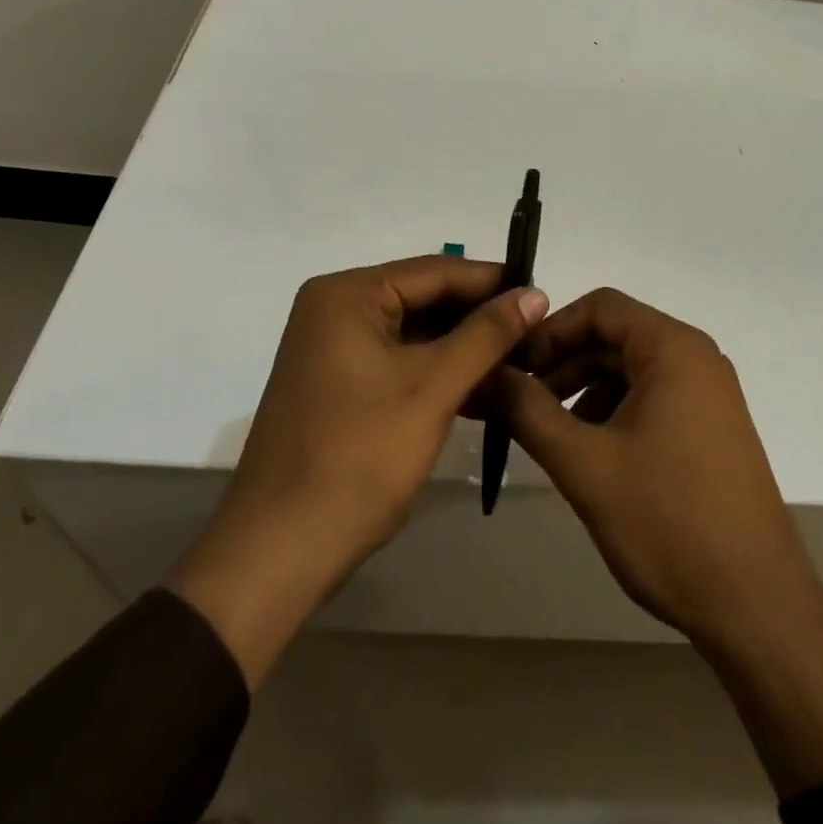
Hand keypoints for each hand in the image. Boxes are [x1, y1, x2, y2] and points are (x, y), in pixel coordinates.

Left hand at [169, 257, 546, 685]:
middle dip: (479, 317)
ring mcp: (332, 348)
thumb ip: (487, 334)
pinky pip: (398, 360)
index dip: (493, 282)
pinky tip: (482, 388)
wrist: (279, 553)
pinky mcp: (337, 384)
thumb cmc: (359, 457)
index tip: (543, 296)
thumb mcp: (433, 387)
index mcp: (348, 294)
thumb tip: (535, 293)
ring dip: (463, 347)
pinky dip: (437, 371)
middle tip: (537, 332)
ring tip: (520, 360)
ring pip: (414, 332)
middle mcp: (335, 309)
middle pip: (424, 298)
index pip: (435, 270)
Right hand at [500, 288, 822, 795]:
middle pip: (615, 336)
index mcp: (673, 349)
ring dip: (584, 390)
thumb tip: (486, 373)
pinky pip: (651, 398)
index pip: (601, 307)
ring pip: (630, 369)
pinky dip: (613, 412)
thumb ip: (528, 410)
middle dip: (562, 363)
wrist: (756, 605)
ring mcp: (708, 394)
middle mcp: (696, 358)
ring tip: (548, 432)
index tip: (513, 367)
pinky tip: (590, 452)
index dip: (550, 330)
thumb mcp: (585, 464)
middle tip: (518, 402)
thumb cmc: (668, 522)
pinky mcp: (710, 427)